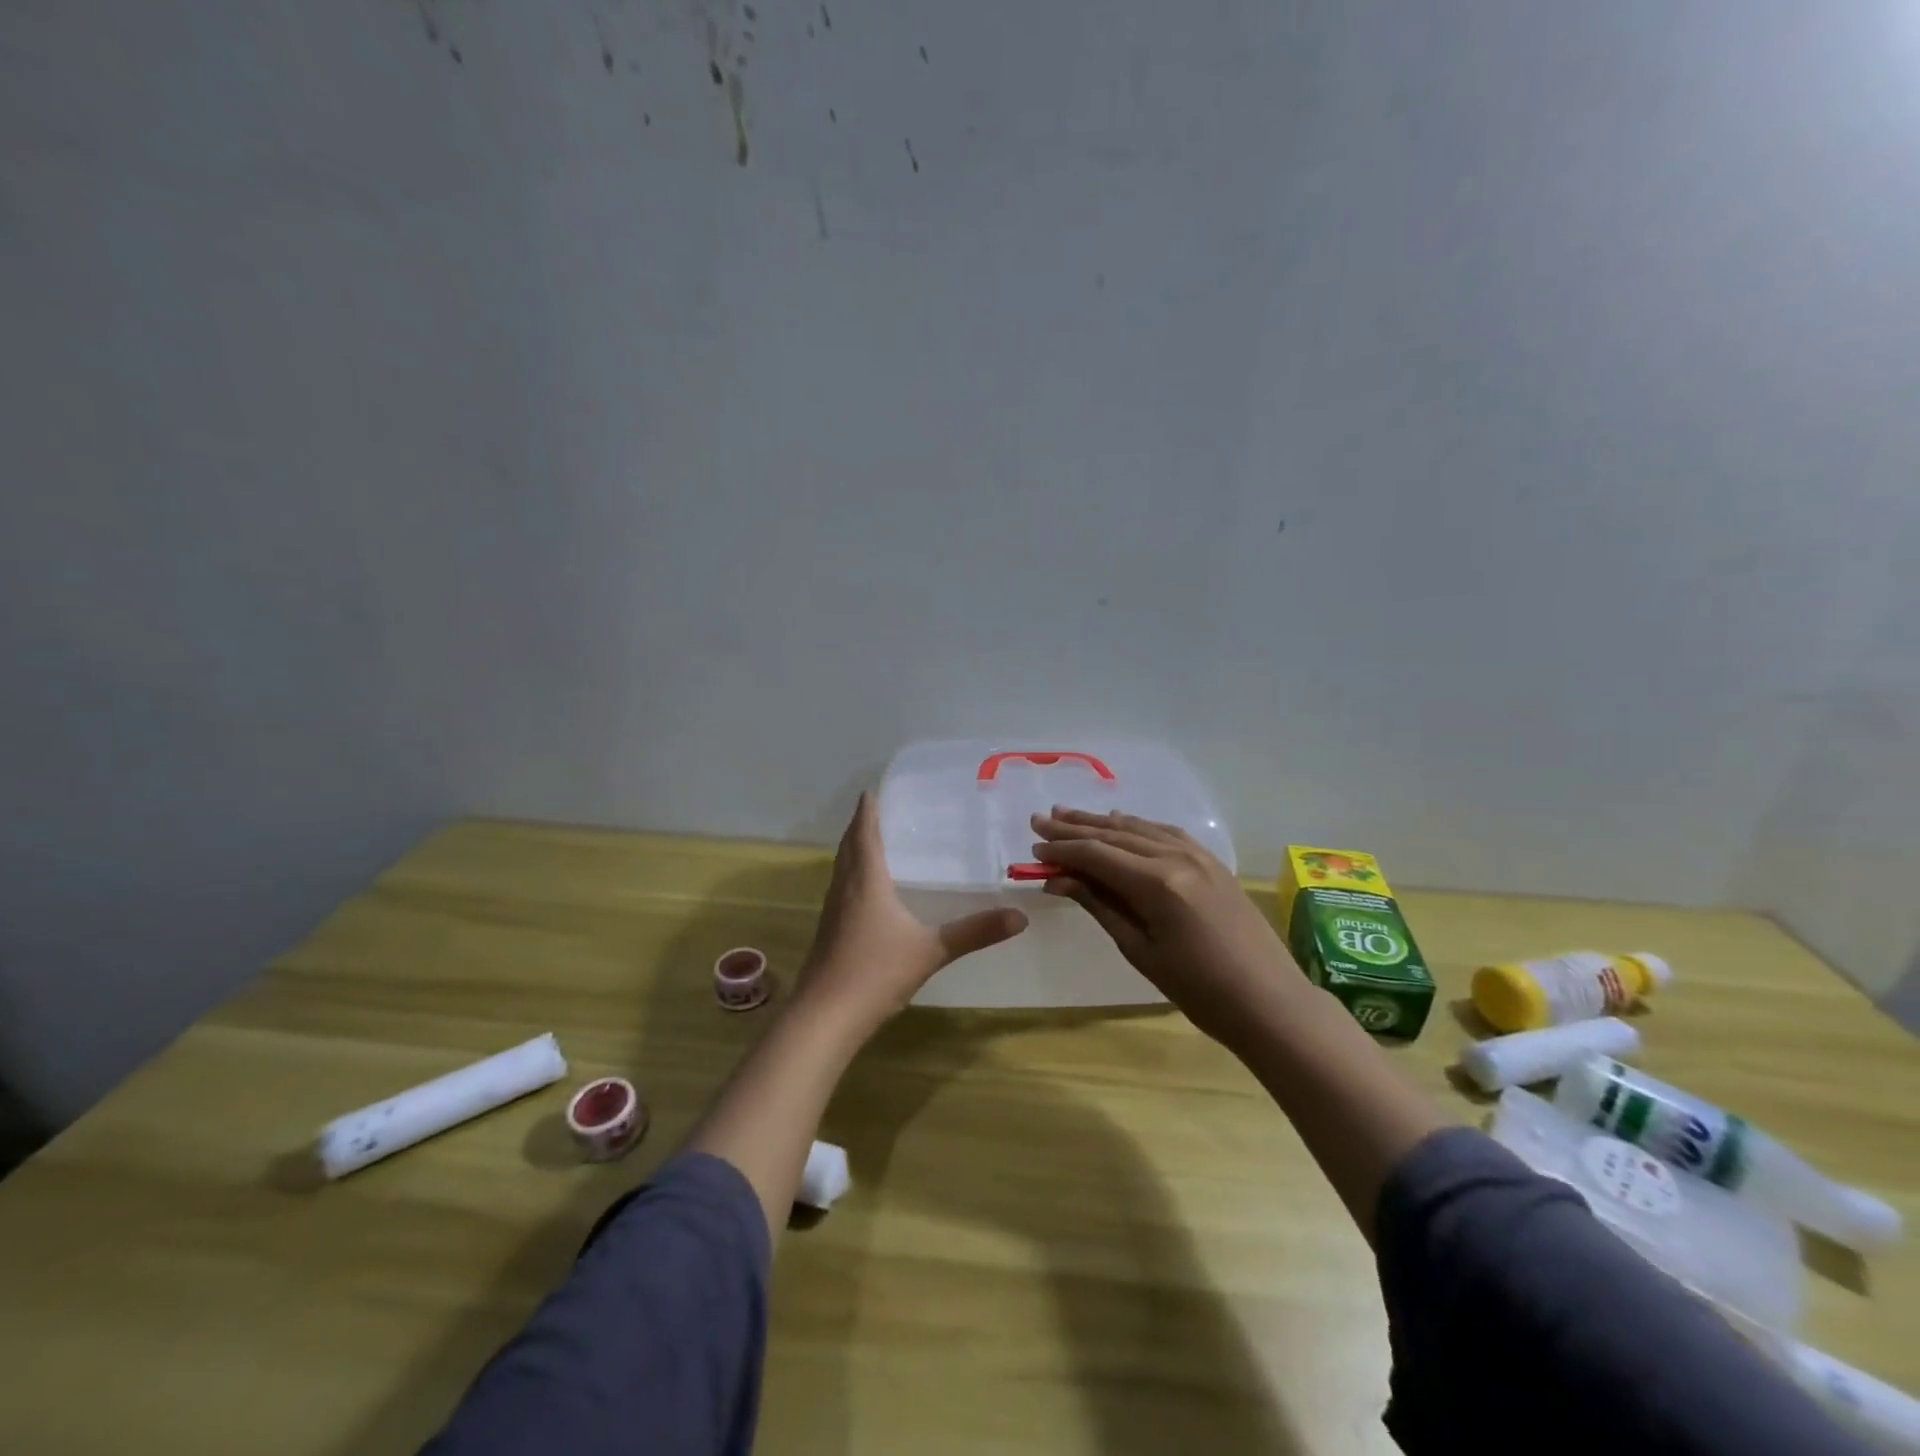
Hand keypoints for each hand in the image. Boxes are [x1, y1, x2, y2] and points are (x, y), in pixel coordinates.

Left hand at [797, 792, 1027, 1032]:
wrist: (825, 1016)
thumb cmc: (877, 972)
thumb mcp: (932, 950)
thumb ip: (974, 932)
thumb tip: (1019, 917)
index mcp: (866, 881)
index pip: (864, 834)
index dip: (867, 811)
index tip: (870, 791)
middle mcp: (844, 888)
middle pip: (848, 847)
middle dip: (859, 827)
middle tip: (873, 811)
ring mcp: (832, 911)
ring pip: (840, 869)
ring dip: (852, 851)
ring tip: (869, 843)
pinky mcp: (827, 933)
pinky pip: (839, 890)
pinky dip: (850, 876)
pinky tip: (864, 892)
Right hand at [1032, 806, 1302, 1047]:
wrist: (1270, 1002)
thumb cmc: (1200, 990)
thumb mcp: (1140, 951)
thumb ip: (1100, 905)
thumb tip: (1059, 878)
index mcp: (1157, 883)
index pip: (1097, 855)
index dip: (1062, 850)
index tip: (1033, 848)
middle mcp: (1177, 857)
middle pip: (1115, 834)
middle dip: (1074, 827)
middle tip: (1039, 820)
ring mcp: (1199, 855)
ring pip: (1139, 828)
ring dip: (1101, 822)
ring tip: (1067, 815)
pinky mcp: (1212, 861)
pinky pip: (1165, 833)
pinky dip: (1136, 827)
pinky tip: (1120, 824)